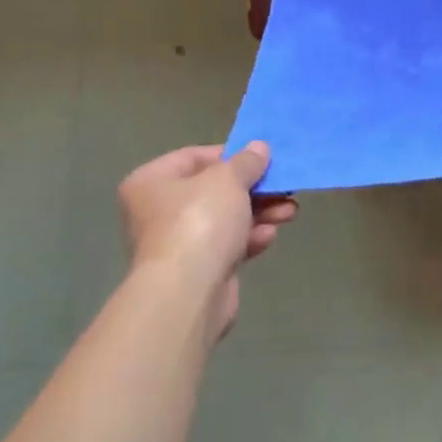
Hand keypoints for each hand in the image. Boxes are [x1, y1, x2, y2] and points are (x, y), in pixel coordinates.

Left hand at [116, 143, 297, 335]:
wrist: (188, 293)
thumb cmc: (199, 222)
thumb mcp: (228, 179)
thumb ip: (247, 161)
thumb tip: (259, 147)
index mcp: (151, 181)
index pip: (194, 157)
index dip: (231, 155)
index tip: (262, 158)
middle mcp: (157, 210)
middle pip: (213, 190)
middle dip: (253, 188)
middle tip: (283, 185)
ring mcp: (177, 243)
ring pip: (225, 219)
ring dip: (259, 212)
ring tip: (290, 211)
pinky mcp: (197, 270)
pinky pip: (227, 245)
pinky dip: (249, 238)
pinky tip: (269, 236)